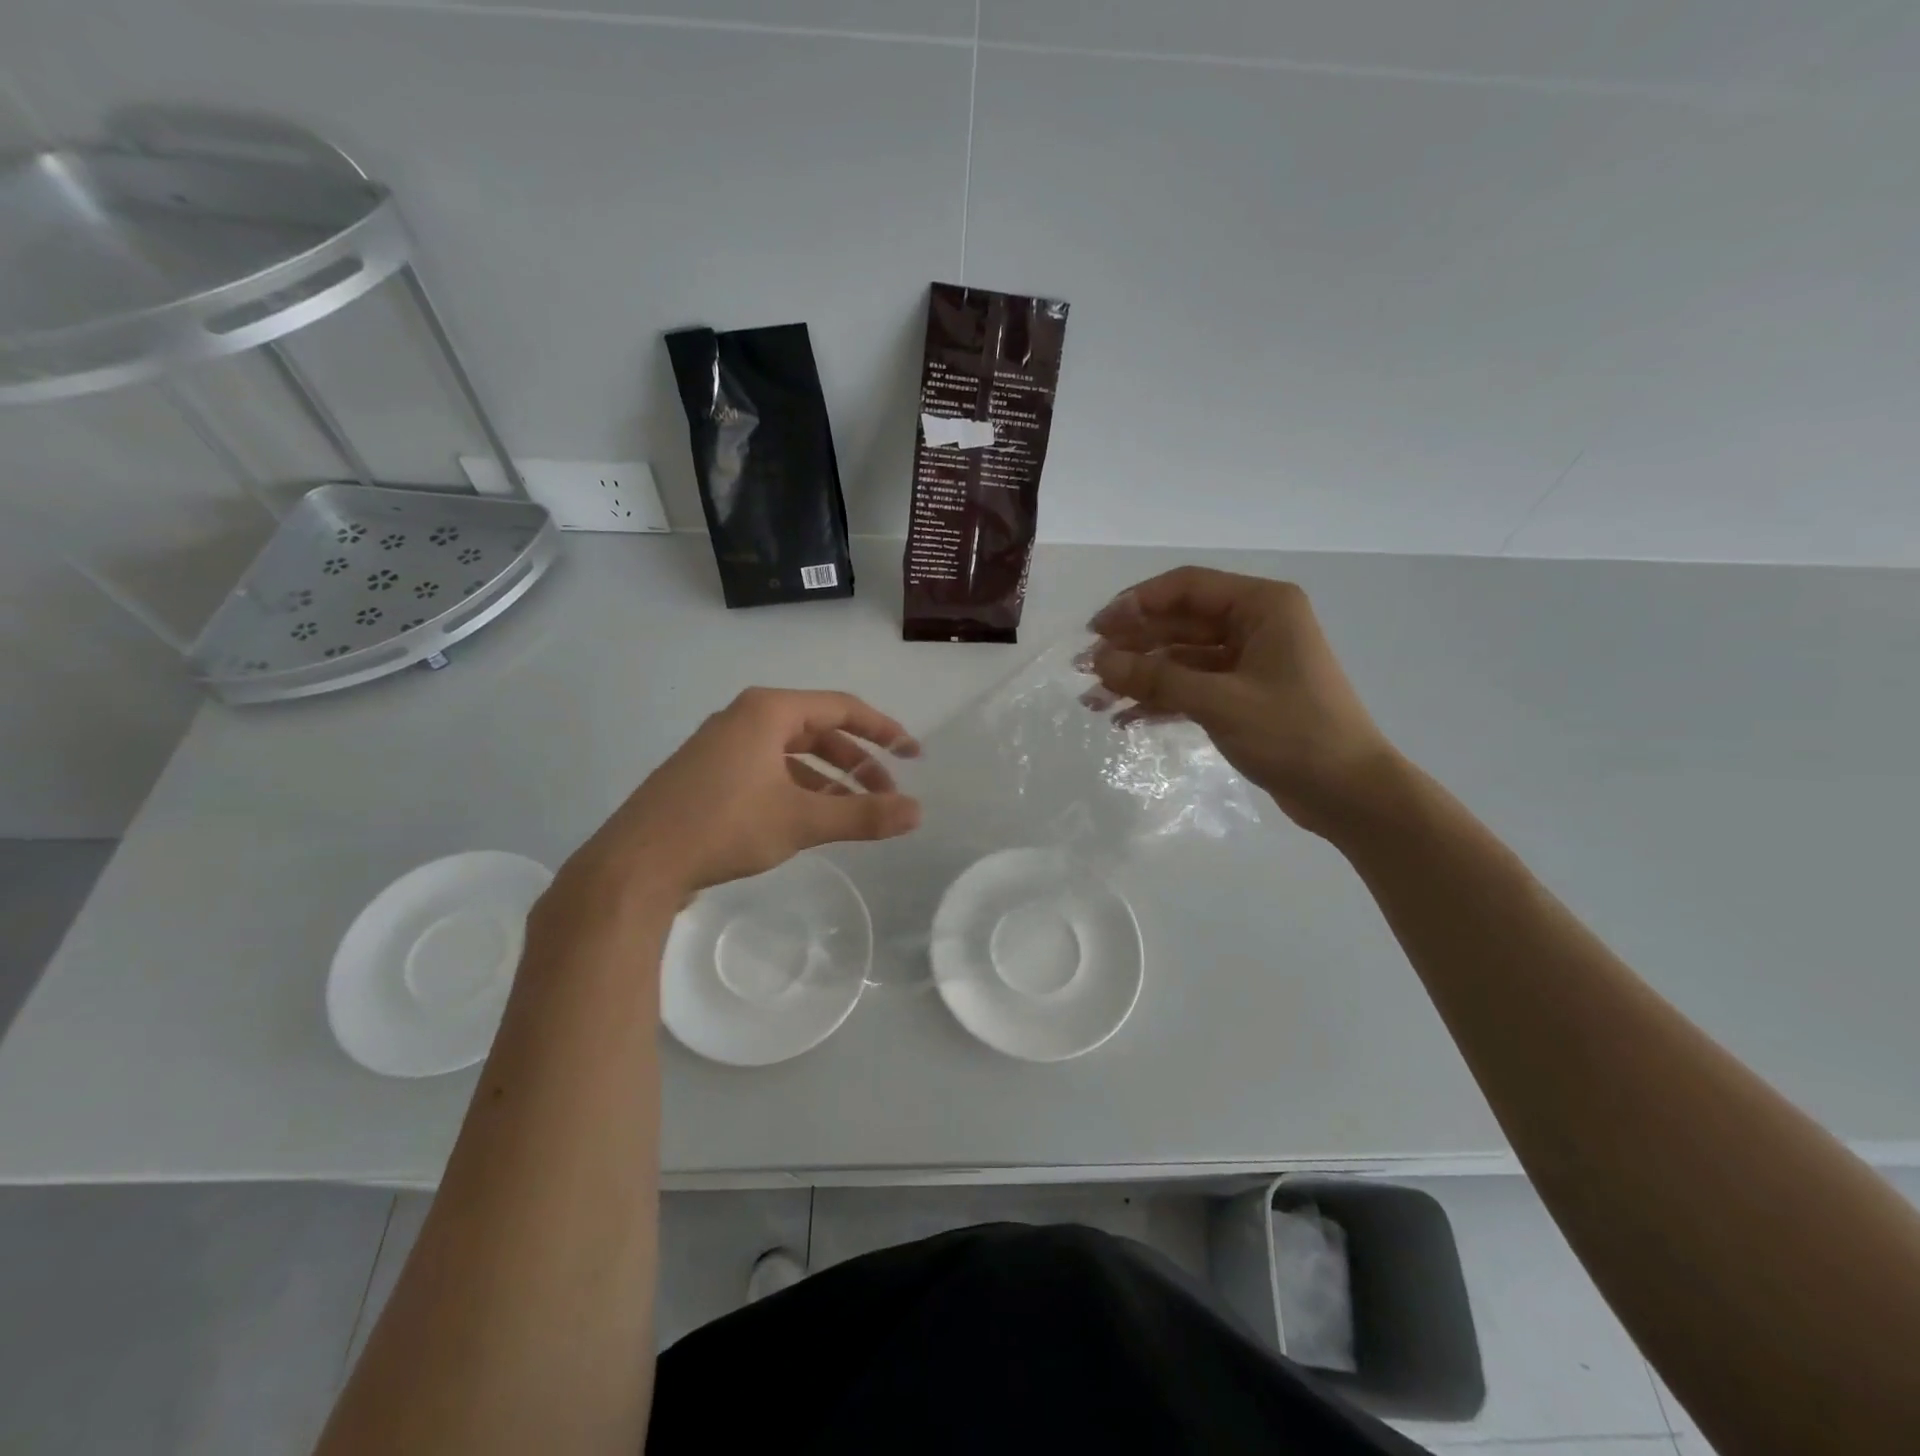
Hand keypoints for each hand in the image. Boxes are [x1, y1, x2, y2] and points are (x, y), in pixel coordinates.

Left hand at [545, 688, 920, 918]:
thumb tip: (918, 812)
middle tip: (886, 793)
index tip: (913, 754)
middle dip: (857, 760)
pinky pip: (768, 768)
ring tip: (854, 810)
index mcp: (768, 711)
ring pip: (792, 752)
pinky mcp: (709, 773)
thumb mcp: (801, 821)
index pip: (842, 708)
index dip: (884, 730)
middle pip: (818, 729)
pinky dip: (798, 787)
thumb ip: (863, 815)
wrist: (635, 864)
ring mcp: (722, 745)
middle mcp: (745, 717)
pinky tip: (811, 816)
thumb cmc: (722, 827)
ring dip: (829, 777)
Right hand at [1087, 567, 1401, 836]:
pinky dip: (1162, 700)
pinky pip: (1193, 687)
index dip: (1136, 604)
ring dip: (1141, 677)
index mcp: (1262, 606)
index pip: (1186, 587)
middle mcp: (1256, 625)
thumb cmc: (1292, 733)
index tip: (1096, 630)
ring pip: (1182, 659)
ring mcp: (1250, 662)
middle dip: (1132, 646)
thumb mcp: (1219, 701)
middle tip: (1086, 668)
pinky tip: (1126, 719)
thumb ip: (1156, 678)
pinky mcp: (1244, 696)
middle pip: (1179, 624)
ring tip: (1094, 700)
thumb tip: (1098, 661)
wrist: (1349, 793)